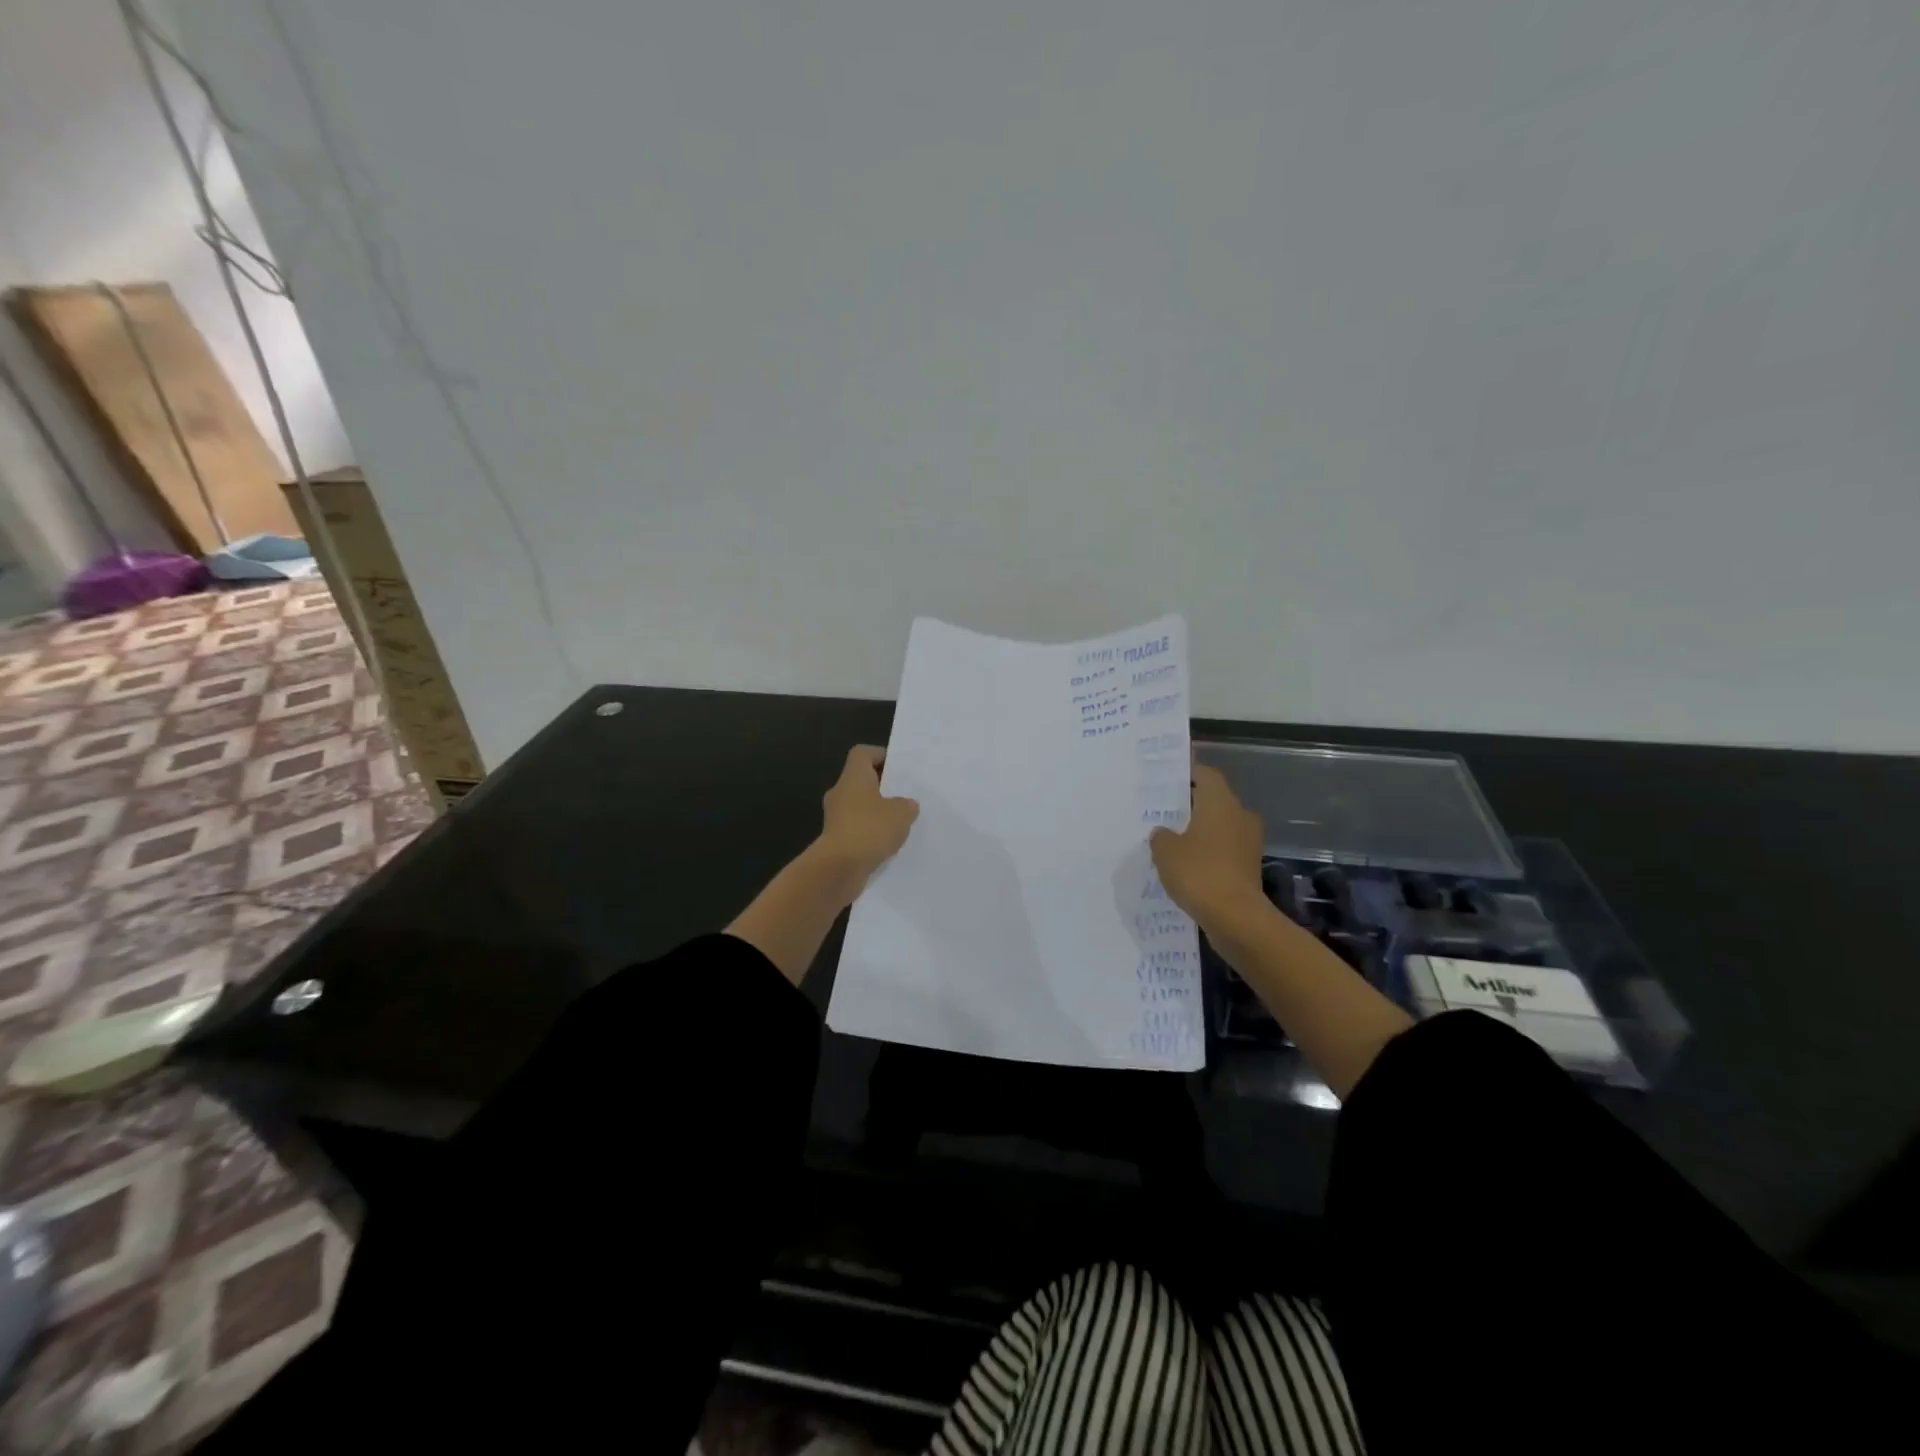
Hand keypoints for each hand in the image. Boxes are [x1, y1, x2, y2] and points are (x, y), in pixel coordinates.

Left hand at [818, 745, 919, 882]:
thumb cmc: (870, 828)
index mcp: (853, 777)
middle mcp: (840, 793)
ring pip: (859, 807)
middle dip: (882, 787)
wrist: (840, 868)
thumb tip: (905, 805)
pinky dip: (870, 833)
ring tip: (900, 822)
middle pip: (861, 781)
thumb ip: (907, 805)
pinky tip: (887, 843)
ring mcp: (835, 818)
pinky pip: (856, 829)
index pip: (862, 754)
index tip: (898, 766)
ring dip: (876, 812)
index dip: (880, 754)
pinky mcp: (835, 840)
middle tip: (904, 795)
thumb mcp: (902, 813)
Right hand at [1150, 764, 1265, 931]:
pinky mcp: (1250, 867)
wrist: (1236, 917)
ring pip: (1221, 827)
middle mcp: (1240, 815)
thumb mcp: (1165, 851)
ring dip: (1201, 832)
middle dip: (1192, 806)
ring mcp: (1249, 842)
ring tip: (1173, 841)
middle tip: (1165, 812)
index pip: (1206, 775)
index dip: (1189, 774)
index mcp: (1220, 802)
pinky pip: (1225, 851)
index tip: (1169, 780)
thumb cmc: (1198, 872)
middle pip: (1215, 801)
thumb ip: (1161, 836)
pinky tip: (1188, 866)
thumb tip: (1164, 833)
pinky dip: (1209, 854)